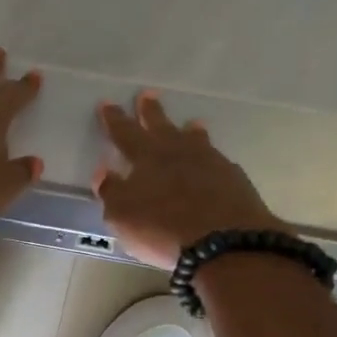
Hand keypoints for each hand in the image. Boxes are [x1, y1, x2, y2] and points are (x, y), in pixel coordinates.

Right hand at [93, 91, 286, 268]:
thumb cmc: (162, 228)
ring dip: (190, 131)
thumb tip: (103, 170)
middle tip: (147, 94)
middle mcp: (178, 152)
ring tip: (191, 123)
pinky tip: (213, 162)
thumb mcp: (122, 215)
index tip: (107, 103)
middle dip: (151, 111)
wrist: (225, 242)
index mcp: (146, 157)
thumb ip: (111, 191)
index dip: (114, 119)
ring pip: (195, 140)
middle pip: (161, 126)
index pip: (125, 132)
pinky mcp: (233, 179)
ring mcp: (210, 163)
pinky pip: (217, 160)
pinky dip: (210, 157)